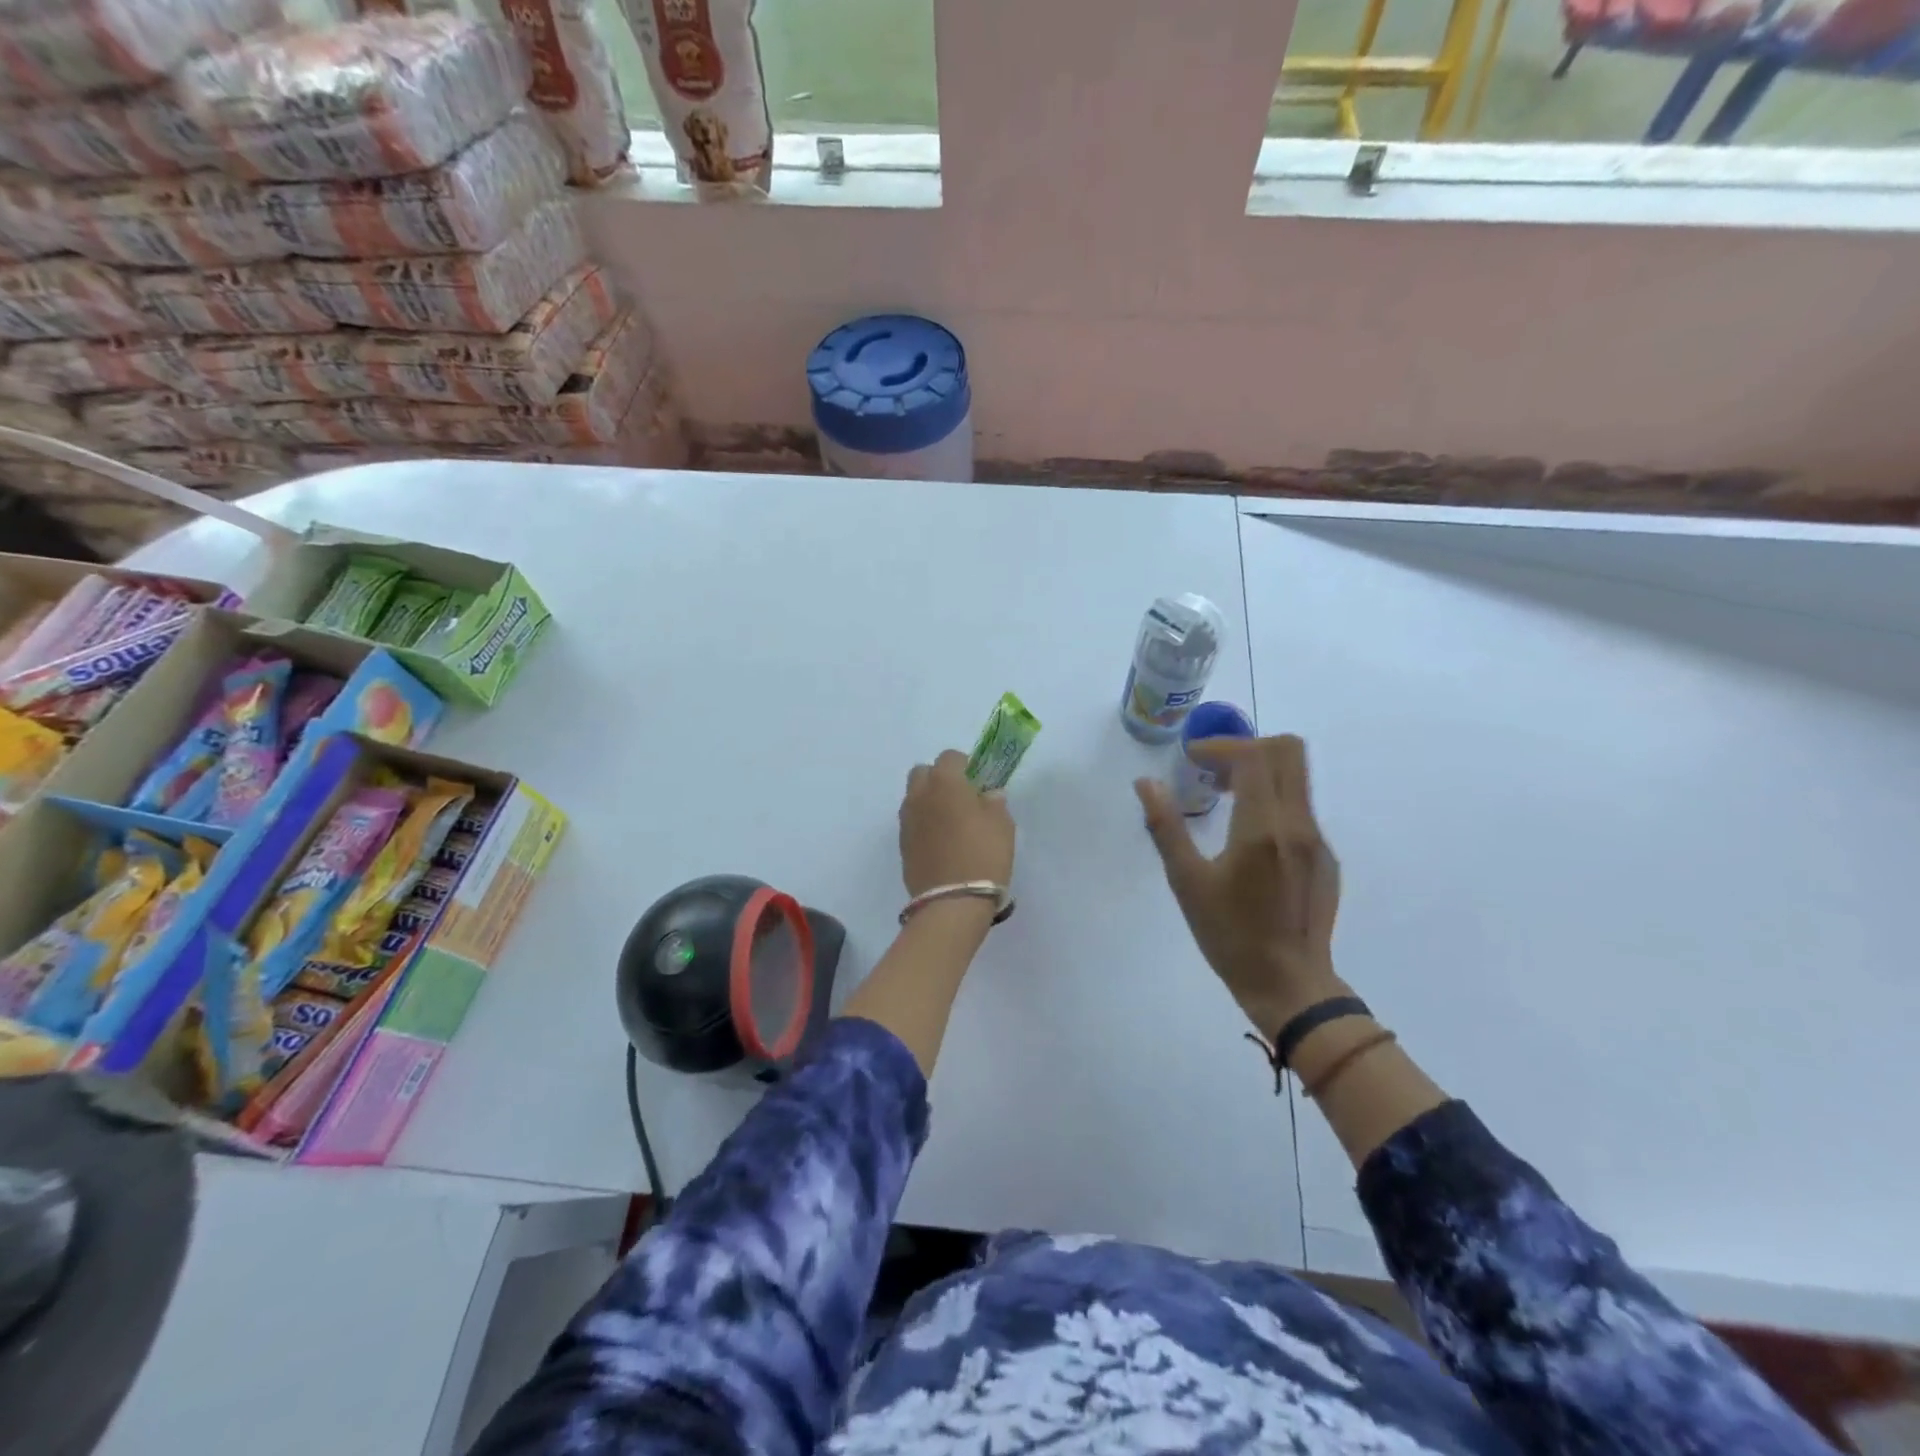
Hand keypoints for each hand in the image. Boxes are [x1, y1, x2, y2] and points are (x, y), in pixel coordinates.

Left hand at [900, 749, 1015, 898]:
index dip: (965, 765)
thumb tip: (987, 795)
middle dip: (939, 778)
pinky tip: (941, 842)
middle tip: (960, 798)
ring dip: (929, 801)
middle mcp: (919, 795)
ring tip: (951, 822)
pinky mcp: (902, 844)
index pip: (950, 757)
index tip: (978, 781)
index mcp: (944, 782)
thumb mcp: (1003, 825)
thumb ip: (994, 803)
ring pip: (914, 797)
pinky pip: (912, 821)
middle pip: (923, 773)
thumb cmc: (983, 855)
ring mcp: (907, 820)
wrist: (952, 902)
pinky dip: (924, 823)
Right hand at [1135, 734, 1343, 1038]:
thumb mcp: (1187, 882)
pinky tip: (1248, 838)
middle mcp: (1298, 824)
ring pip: (1298, 777)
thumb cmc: (1230, 936)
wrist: (1290, 985)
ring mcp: (1318, 840)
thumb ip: (1166, 827)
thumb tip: (1146, 783)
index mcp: (1263, 828)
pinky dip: (1273, 800)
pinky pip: (1301, 807)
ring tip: (1224, 798)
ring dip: (1261, 771)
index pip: (1253, 756)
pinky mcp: (1326, 858)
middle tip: (1212, 770)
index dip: (1219, 746)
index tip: (1190, 760)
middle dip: (1247, 747)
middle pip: (1288, 751)